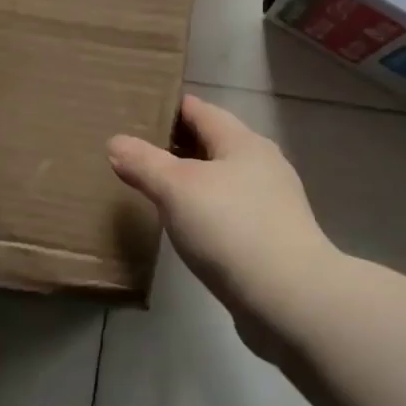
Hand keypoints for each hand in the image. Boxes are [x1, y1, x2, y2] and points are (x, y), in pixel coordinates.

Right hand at [108, 94, 337, 351]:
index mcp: (243, 142)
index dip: (169, 107)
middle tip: (137, 151)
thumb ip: (145, 163)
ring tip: (155, 189)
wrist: (289, 297)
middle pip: (214, 143)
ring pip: (222, 179)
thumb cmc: (231, 229)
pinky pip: (229, 211)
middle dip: (178, 145)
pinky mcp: (271, 238)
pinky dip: (205, 210)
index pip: (201, 110)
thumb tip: (116, 142)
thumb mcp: (177, 190)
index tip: (137, 111)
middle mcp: (262, 165)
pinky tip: (186, 226)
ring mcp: (271, 203)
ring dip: (192, 180)